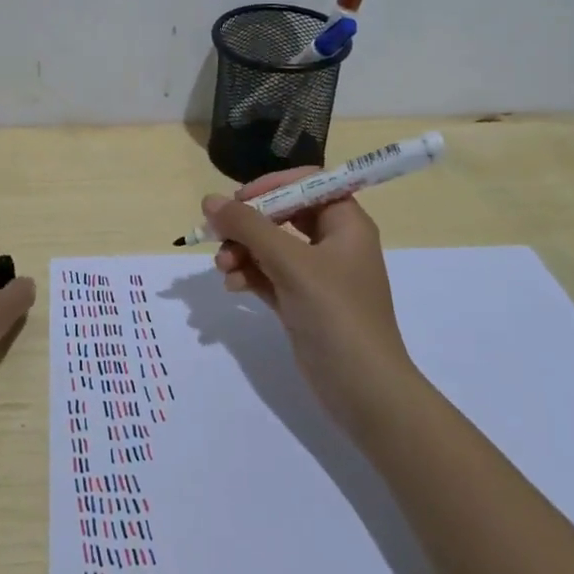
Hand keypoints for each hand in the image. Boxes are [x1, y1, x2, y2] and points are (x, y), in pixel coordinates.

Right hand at [204, 173, 413, 437]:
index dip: (272, 185)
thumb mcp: (291, 263)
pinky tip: (232, 286)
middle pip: (283, 214)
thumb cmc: (336, 314)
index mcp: (346, 224)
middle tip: (218, 234)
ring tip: (222, 267)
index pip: (307, 183)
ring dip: (242, 250)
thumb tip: (209, 200)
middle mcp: (333, 243)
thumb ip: (249, 227)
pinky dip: (249, 274)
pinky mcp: (302, 301)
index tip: (239, 199)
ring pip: (271, 246)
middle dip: (248, 223)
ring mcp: (317, 275)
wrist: (363, 390)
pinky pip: (268, 274)